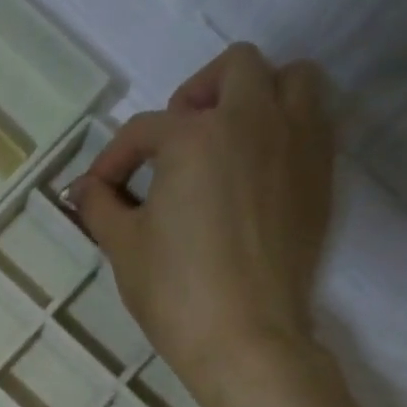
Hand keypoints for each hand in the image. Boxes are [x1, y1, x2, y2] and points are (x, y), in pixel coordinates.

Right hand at [69, 43, 335, 406]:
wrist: (245, 337)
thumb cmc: (174, 290)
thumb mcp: (123, 246)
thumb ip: (101, 206)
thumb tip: (85, 188)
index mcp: (196, 136)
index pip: (145, 130)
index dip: (114, 158)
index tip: (100, 190)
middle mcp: (253, 122)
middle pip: (234, 69)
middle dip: (197, 93)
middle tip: (176, 139)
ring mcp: (297, 145)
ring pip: (290, 80)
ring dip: (256, 95)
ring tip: (227, 140)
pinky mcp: (321, 176)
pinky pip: (313, 122)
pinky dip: (285, 128)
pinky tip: (256, 171)